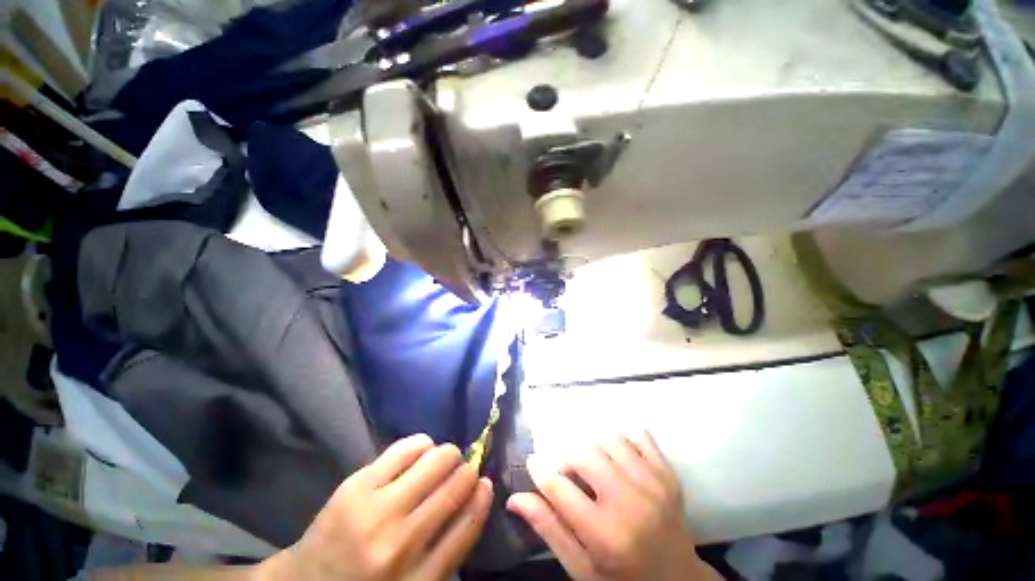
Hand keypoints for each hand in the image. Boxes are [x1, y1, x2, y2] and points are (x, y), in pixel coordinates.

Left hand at [257, 434, 492, 580]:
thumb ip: (447, 549)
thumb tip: (477, 493)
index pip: (467, 527)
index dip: (482, 498)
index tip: (487, 482)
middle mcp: (400, 545)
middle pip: (454, 488)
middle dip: (467, 471)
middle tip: (464, 468)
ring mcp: (375, 511)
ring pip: (434, 461)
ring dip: (447, 454)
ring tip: (444, 459)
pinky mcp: (356, 486)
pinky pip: (405, 449)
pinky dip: (422, 443)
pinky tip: (423, 449)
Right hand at [506, 432, 720, 580]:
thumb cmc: (622, 579)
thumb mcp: (581, 568)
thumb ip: (549, 530)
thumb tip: (515, 498)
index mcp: (605, 535)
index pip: (559, 487)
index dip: (540, 470)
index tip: (533, 463)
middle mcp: (631, 504)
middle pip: (584, 454)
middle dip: (567, 458)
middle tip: (566, 472)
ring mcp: (654, 484)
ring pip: (609, 439)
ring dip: (593, 446)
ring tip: (591, 465)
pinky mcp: (668, 474)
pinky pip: (639, 436)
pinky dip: (622, 437)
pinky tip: (615, 452)